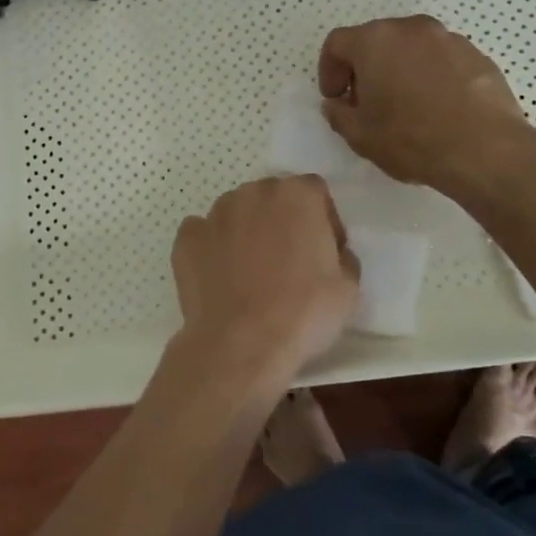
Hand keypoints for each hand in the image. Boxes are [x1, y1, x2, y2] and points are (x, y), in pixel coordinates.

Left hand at [169, 176, 359, 387]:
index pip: (315, 193)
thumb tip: (329, 252)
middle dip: (282, 222)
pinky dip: (212, 248)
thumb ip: (341, 255)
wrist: (241, 342)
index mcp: (298, 195)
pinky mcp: (187, 237)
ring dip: (246, 232)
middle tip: (288, 263)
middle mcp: (254, 192)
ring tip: (251, 274)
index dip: (323, 221)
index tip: (324, 252)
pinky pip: (204, 234)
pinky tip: (220, 277)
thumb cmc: (303, 312)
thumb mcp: (349, 287)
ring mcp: (215, 213)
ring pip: (237, 213)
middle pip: (273, 198)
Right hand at [318, 16, 531, 193]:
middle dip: (365, 69)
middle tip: (367, 103)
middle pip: (376, 41)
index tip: (336, 99)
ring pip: (411, 48)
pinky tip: (437, 109)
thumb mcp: (360, 135)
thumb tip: (337, 105)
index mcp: (374, 41)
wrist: (485, 149)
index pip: (338, 43)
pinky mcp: (477, 55)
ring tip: (405, 106)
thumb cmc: (411, 138)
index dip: (329, 71)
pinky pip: (441, 60)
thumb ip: (338, 114)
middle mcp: (410, 29)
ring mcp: (448, 38)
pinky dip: (431, 76)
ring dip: (400, 70)